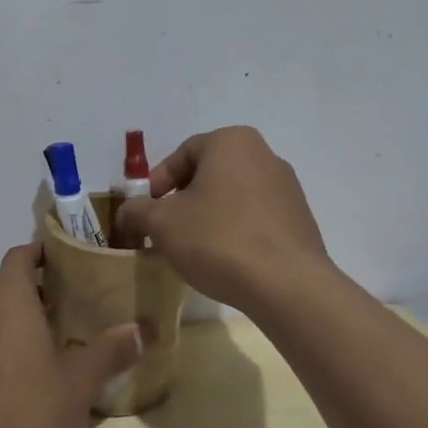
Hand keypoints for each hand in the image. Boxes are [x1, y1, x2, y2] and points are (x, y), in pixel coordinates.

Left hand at [0, 243, 142, 427]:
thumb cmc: (28, 413)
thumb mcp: (79, 385)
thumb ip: (110, 352)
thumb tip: (141, 329)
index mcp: (7, 300)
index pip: (19, 256)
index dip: (40, 253)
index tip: (64, 261)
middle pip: (4, 289)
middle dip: (32, 296)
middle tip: (66, 314)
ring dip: (10, 326)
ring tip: (42, 351)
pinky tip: (11, 386)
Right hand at [111, 126, 330, 314]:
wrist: (287, 286)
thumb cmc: (218, 239)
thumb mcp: (162, 223)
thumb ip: (136, 211)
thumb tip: (128, 213)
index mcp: (231, 142)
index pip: (182, 154)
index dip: (157, 184)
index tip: (146, 213)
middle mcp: (264, 154)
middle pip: (208, 174)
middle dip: (182, 201)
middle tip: (165, 231)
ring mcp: (287, 188)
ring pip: (232, 196)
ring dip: (208, 217)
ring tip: (194, 249)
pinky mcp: (300, 220)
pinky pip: (255, 218)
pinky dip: (235, 232)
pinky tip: (225, 260)